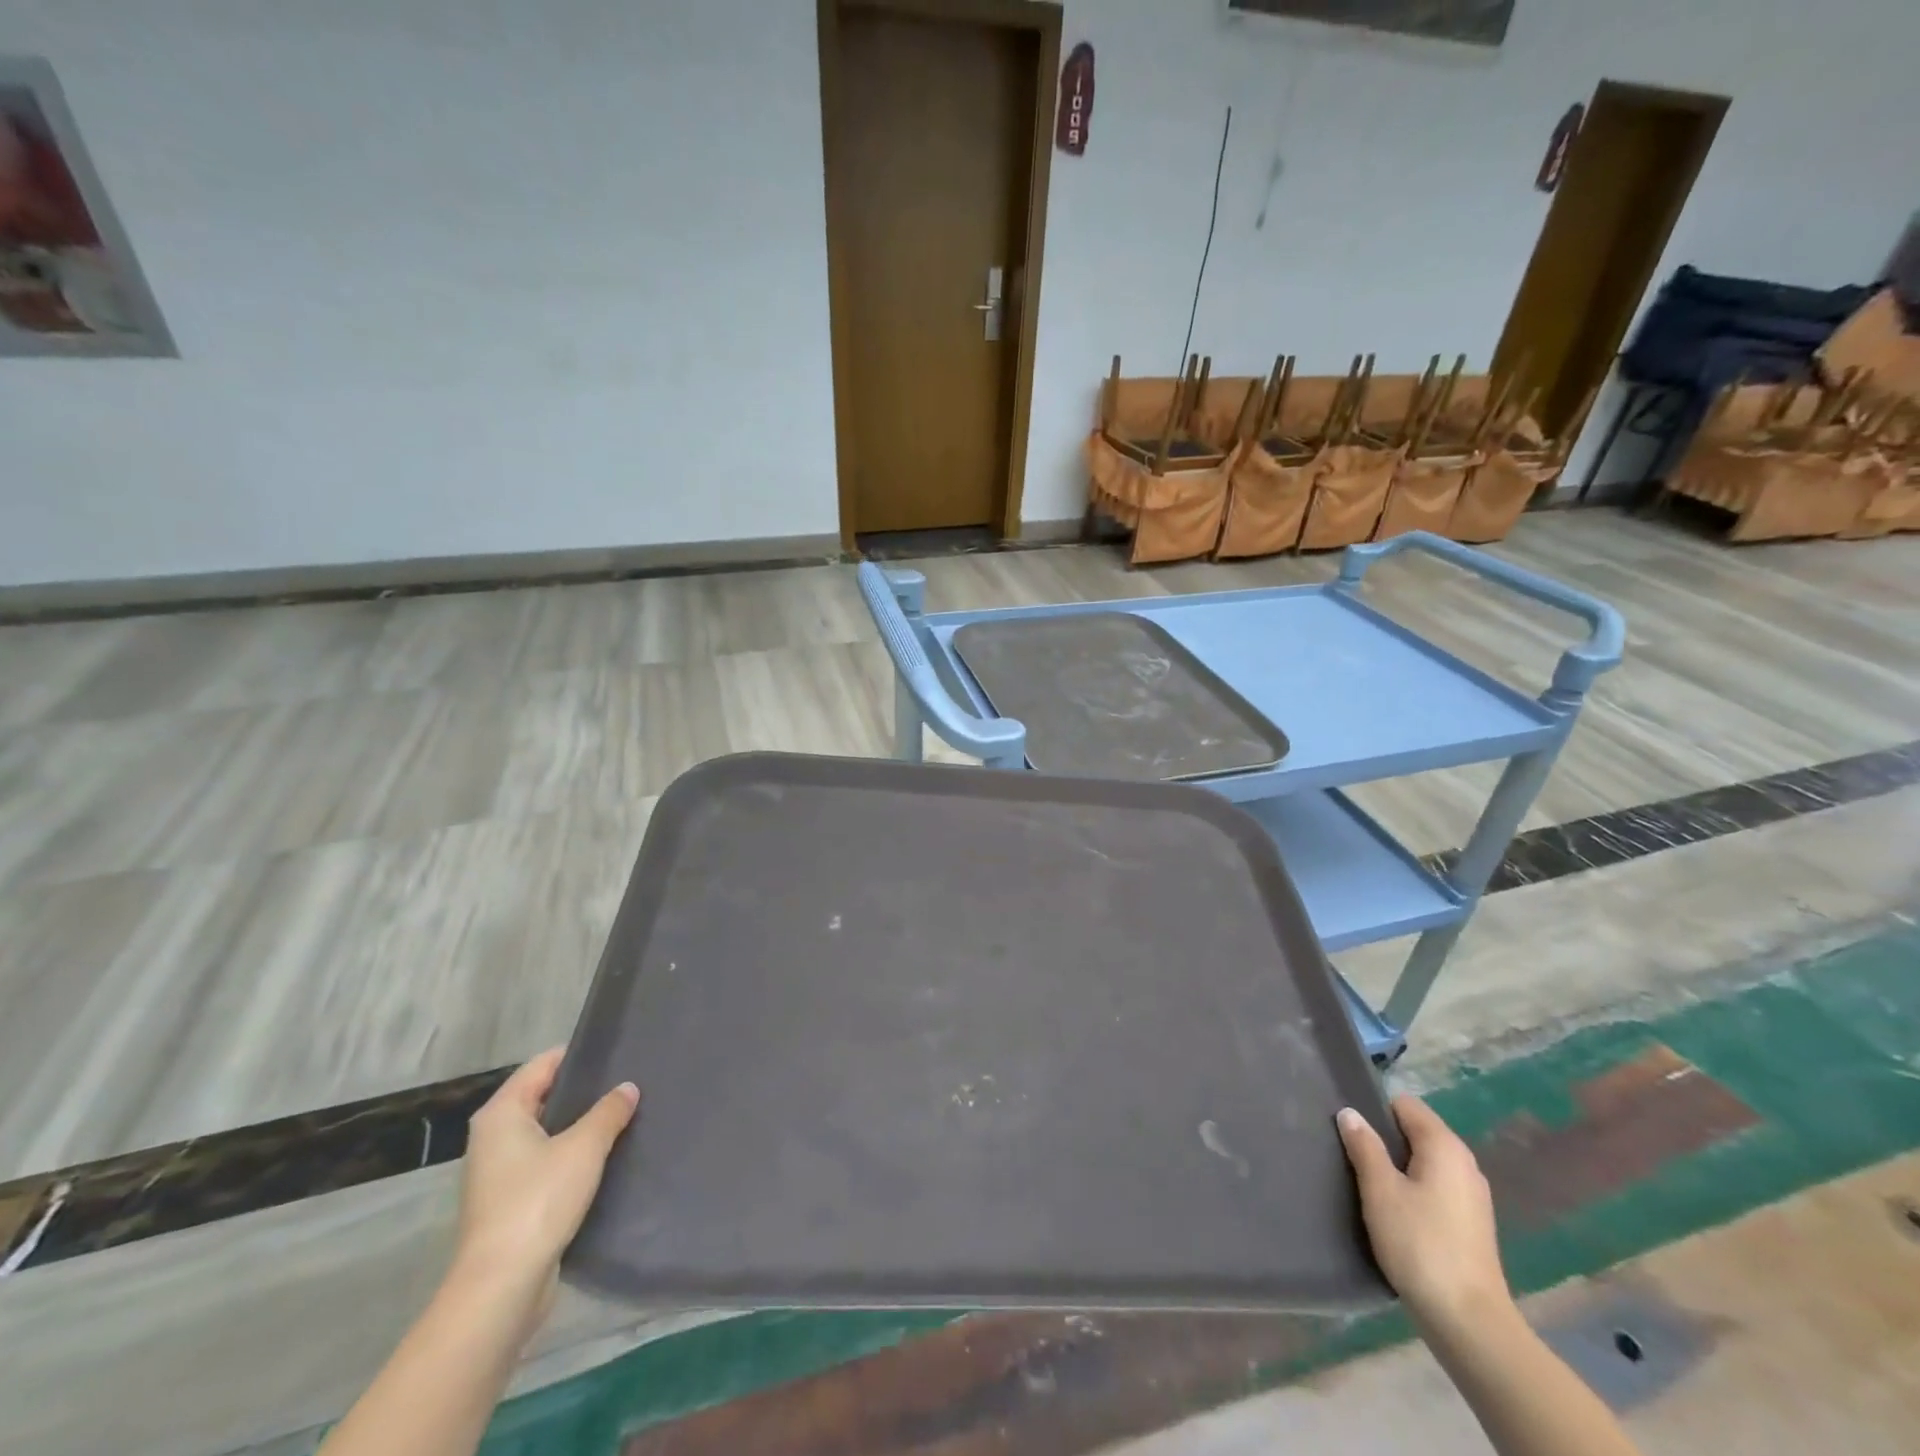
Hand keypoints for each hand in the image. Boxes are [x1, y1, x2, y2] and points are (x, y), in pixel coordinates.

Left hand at [449, 1048, 638, 1327]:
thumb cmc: (538, 1201)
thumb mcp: (584, 1147)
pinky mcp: (510, 1202)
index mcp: (502, 1114)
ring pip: (546, 1132)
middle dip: (583, 1091)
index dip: (579, 1055)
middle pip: (543, 1097)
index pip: (542, 1065)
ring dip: (579, 1126)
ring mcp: (499, 1173)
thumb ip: (608, 1112)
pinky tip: (605, 1158)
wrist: (501, 1287)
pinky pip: (546, 1162)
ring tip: (623, 1116)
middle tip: (627, 1082)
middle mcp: (493, 1137)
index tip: (617, 1051)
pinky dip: (571, 1155)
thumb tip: (627, 1088)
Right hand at [1337, 1095, 1510, 1330]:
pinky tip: (1394, 1214)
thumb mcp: (1380, 1190)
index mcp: (1445, 1146)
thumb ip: (1364, 1146)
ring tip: (1368, 1186)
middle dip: (1384, 1139)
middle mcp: (1464, 1163)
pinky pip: (1435, 1187)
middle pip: (1415, 1132)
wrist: (1468, 1322)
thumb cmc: (1420, 1244)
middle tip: (1352, 1157)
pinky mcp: (1471, 1224)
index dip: (1375, 1110)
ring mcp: (1472, 1196)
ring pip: (1424, 1162)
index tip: (1351, 1131)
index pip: (1405, 1104)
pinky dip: (1413, 1190)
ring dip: (1397, 1168)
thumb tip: (1350, 1113)